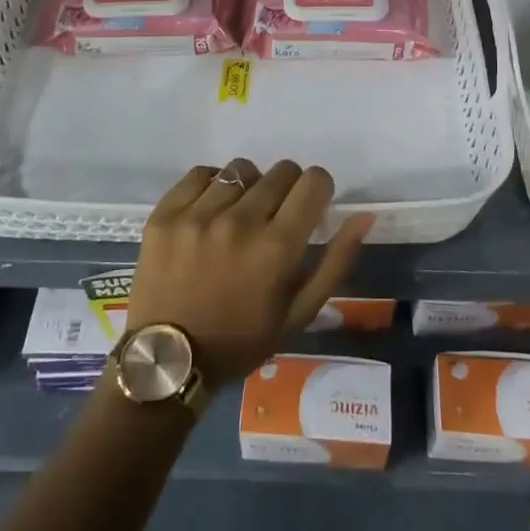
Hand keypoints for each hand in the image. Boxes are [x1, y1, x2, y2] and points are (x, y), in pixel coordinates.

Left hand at [129, 160, 373, 384]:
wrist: (167, 361)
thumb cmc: (241, 341)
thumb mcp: (299, 313)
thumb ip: (335, 261)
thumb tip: (364, 216)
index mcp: (277, 247)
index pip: (313, 181)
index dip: (318, 189)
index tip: (310, 207)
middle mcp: (240, 221)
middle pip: (280, 171)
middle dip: (287, 189)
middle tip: (274, 217)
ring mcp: (198, 215)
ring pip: (240, 169)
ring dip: (249, 186)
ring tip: (238, 215)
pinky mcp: (165, 214)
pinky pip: (200, 174)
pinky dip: (212, 186)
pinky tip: (210, 211)